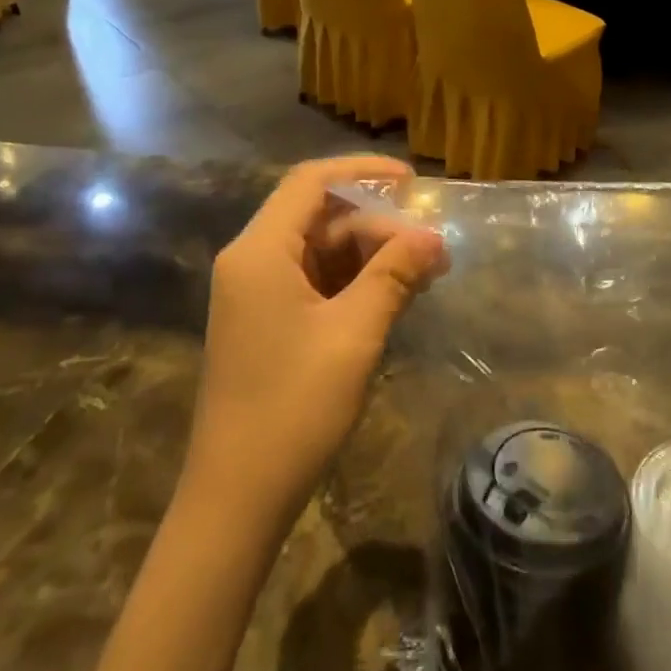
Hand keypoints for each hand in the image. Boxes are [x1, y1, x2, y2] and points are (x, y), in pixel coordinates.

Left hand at [182, 156, 446, 527]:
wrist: (237, 499)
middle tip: (433, 249)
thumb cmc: (293, 406)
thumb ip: (394, 273)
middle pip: (321, 217)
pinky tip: (398, 297)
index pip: (311, 182)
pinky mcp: (268, 323)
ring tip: (427, 274)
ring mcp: (258, 295)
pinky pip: (318, 282)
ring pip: (323, 251)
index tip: (412, 182)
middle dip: (380, 225)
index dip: (363, 172)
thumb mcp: (354, 332)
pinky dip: (357, 283)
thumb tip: (434, 237)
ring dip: (374, 256)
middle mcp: (253, 262)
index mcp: (261, 252)